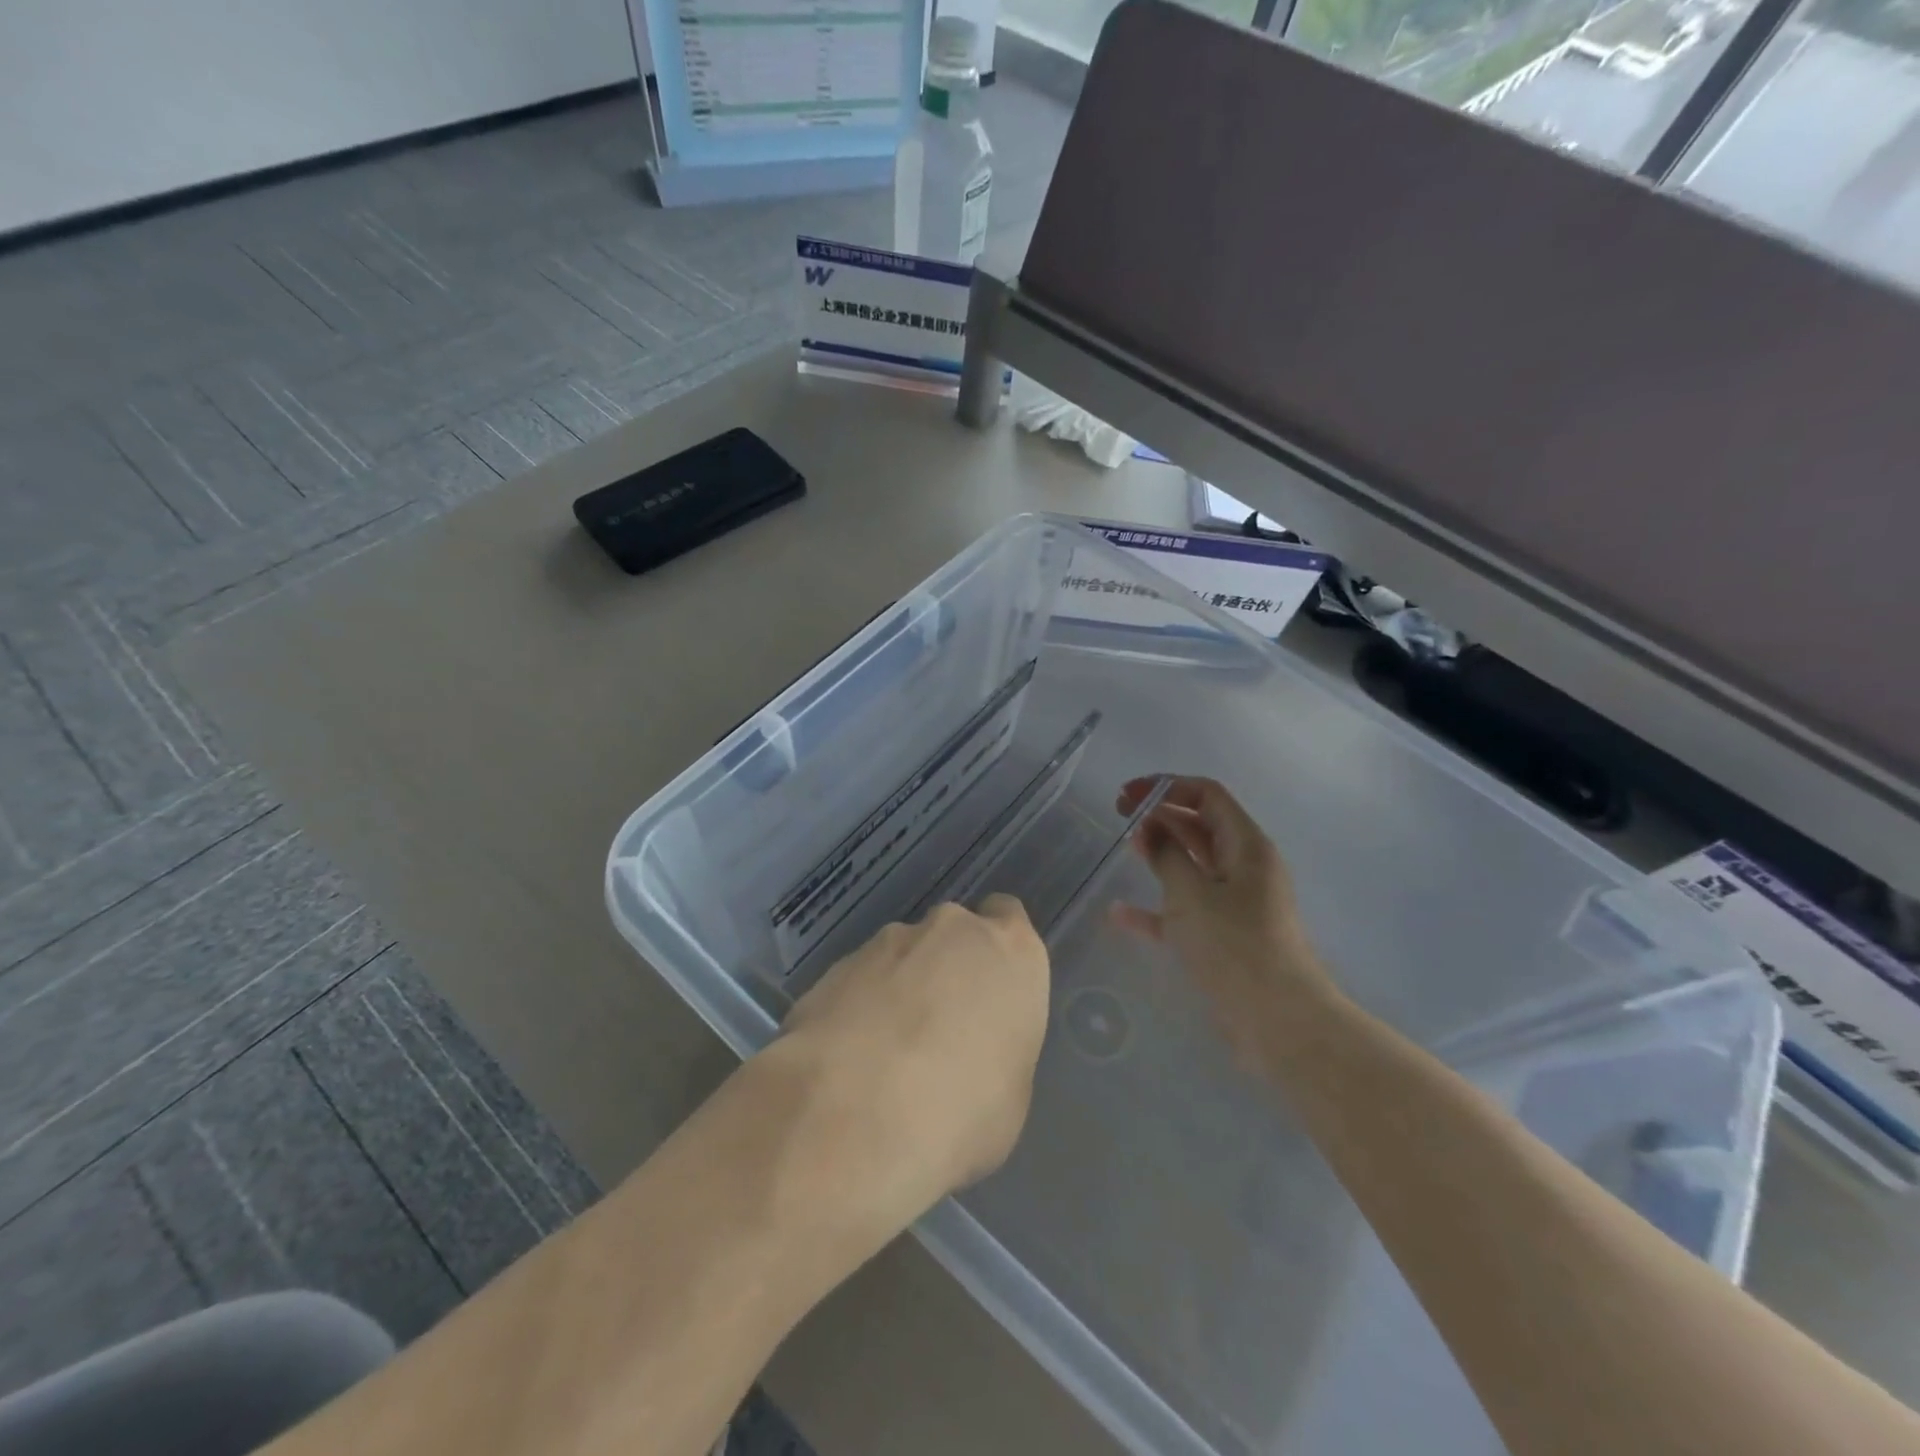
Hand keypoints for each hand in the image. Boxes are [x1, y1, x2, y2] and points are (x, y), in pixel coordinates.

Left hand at [776, 896, 1049, 1231]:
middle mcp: (952, 929)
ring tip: (883, 1054)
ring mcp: (889, 941)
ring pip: (902, 956)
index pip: (1010, 918)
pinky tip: (847, 1060)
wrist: (856, 1113)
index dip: (997, 953)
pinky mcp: (836, 964)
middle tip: (937, 1029)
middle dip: (946, 969)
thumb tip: (970, 1051)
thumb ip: (995, 1047)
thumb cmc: (963, 1109)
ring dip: (899, 988)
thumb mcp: (1010, 1095)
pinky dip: (857, 1008)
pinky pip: (859, 981)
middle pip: (953, 935)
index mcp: (1011, 951)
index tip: (989, 992)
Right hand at [1110, 776, 1339, 1068]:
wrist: (1279, 1022)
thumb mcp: (1192, 894)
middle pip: (1200, 825)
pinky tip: (1120, 914)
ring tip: (1126, 847)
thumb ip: (1167, 855)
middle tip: (1119, 815)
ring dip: (1161, 852)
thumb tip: (1151, 828)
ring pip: (1193, 864)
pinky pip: (1186, 908)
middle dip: (1161, 815)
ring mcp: (1236, 902)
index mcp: (1246, 846)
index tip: (1128, 795)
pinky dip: (1157, 906)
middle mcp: (1244, 867)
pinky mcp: (1225, 936)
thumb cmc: (1235, 946)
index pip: (1207, 795)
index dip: (1166, 786)